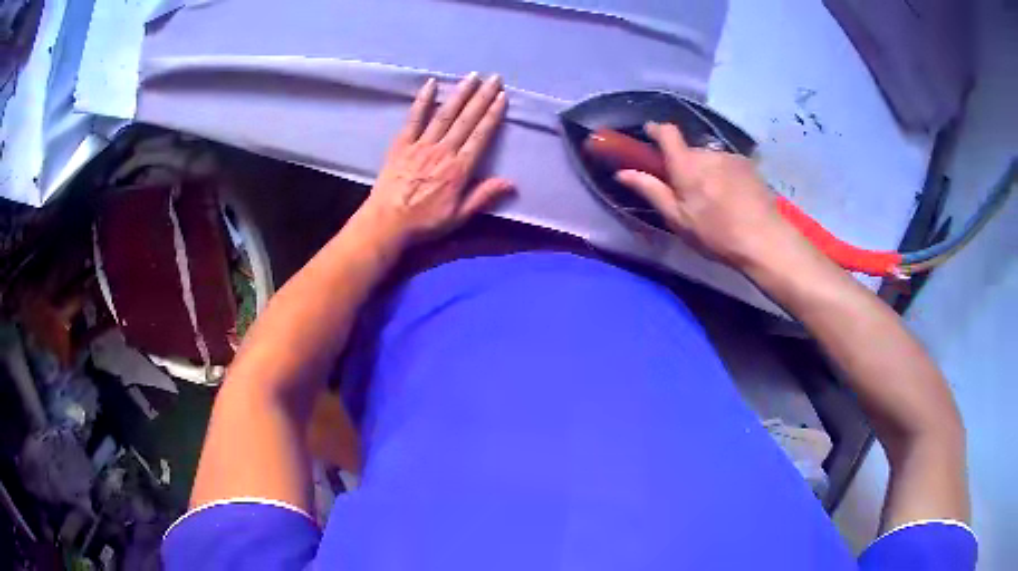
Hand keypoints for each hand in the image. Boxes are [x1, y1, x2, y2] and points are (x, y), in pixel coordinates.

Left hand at [361, 73, 513, 247]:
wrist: (387, 223)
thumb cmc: (424, 222)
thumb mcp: (459, 216)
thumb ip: (483, 196)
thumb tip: (511, 183)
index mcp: (459, 169)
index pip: (480, 135)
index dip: (492, 114)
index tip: (502, 97)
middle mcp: (443, 151)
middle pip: (466, 119)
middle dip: (482, 97)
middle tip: (494, 78)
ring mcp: (421, 145)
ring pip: (445, 114)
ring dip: (460, 94)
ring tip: (472, 76)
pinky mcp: (402, 144)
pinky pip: (414, 118)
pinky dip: (423, 100)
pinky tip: (431, 84)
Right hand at [615, 122, 804, 269]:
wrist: (764, 240)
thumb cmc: (716, 233)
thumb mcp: (678, 219)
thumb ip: (651, 191)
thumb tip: (622, 172)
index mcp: (686, 164)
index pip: (667, 132)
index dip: (655, 129)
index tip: (649, 134)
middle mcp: (708, 153)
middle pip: (689, 151)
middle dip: (684, 165)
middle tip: (686, 192)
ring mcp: (731, 157)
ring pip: (710, 159)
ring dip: (706, 172)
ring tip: (713, 200)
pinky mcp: (749, 166)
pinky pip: (727, 165)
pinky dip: (723, 176)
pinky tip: (731, 199)